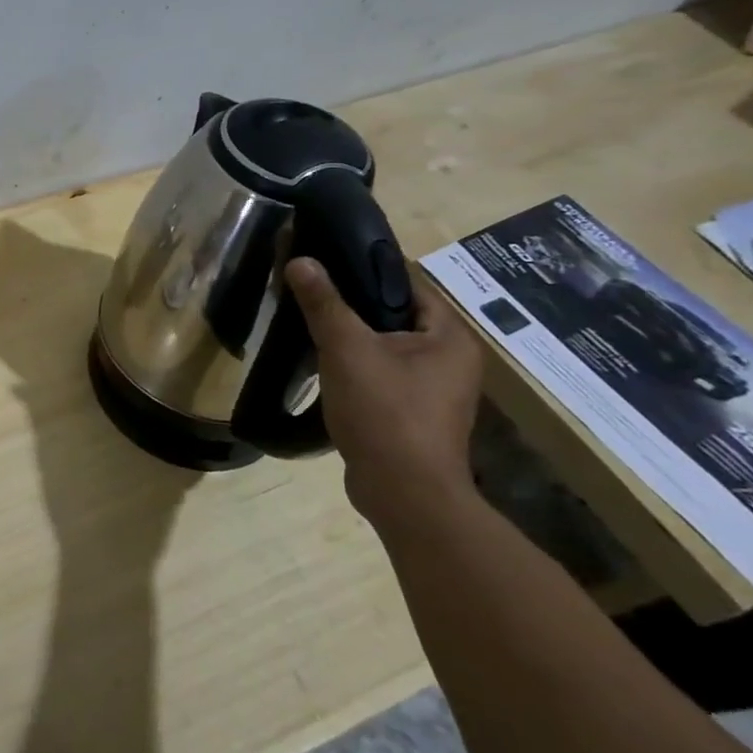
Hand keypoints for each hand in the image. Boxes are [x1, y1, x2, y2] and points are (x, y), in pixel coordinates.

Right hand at [286, 257, 483, 532]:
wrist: (403, 492)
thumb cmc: (385, 411)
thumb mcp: (347, 349)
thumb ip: (325, 303)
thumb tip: (301, 260)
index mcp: (450, 338)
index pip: (408, 285)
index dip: (366, 271)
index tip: (325, 264)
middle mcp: (451, 361)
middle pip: (395, 317)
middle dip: (353, 307)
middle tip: (310, 295)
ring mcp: (435, 392)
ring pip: (386, 349)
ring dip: (352, 340)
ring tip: (310, 327)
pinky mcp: (413, 415)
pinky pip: (382, 376)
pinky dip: (355, 368)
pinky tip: (324, 368)